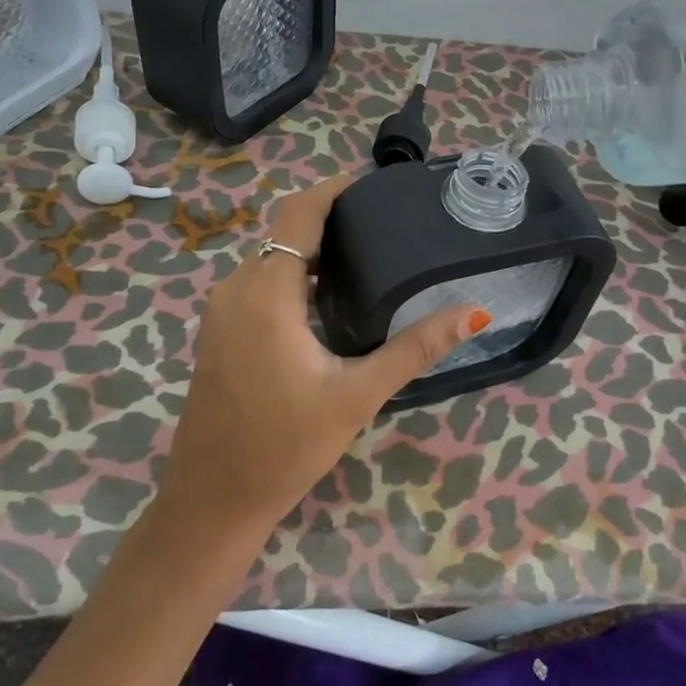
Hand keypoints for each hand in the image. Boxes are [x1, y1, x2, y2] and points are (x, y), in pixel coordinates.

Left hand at [157, 172, 489, 536]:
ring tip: (368, 257)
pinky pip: (259, 283)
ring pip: (271, 259)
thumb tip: (472, 313)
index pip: (298, 213)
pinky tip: (331, 301)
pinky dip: (295, 277)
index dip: (334, 189)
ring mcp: (222, 311)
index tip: (376, 186)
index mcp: (266, 293)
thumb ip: (415, 348)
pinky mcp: (219, 331)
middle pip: (285, 232)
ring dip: (313, 251)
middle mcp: (236, 289)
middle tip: (386, 226)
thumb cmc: (285, 446)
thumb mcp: (357, 395)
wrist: (213, 499)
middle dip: (331, 219)